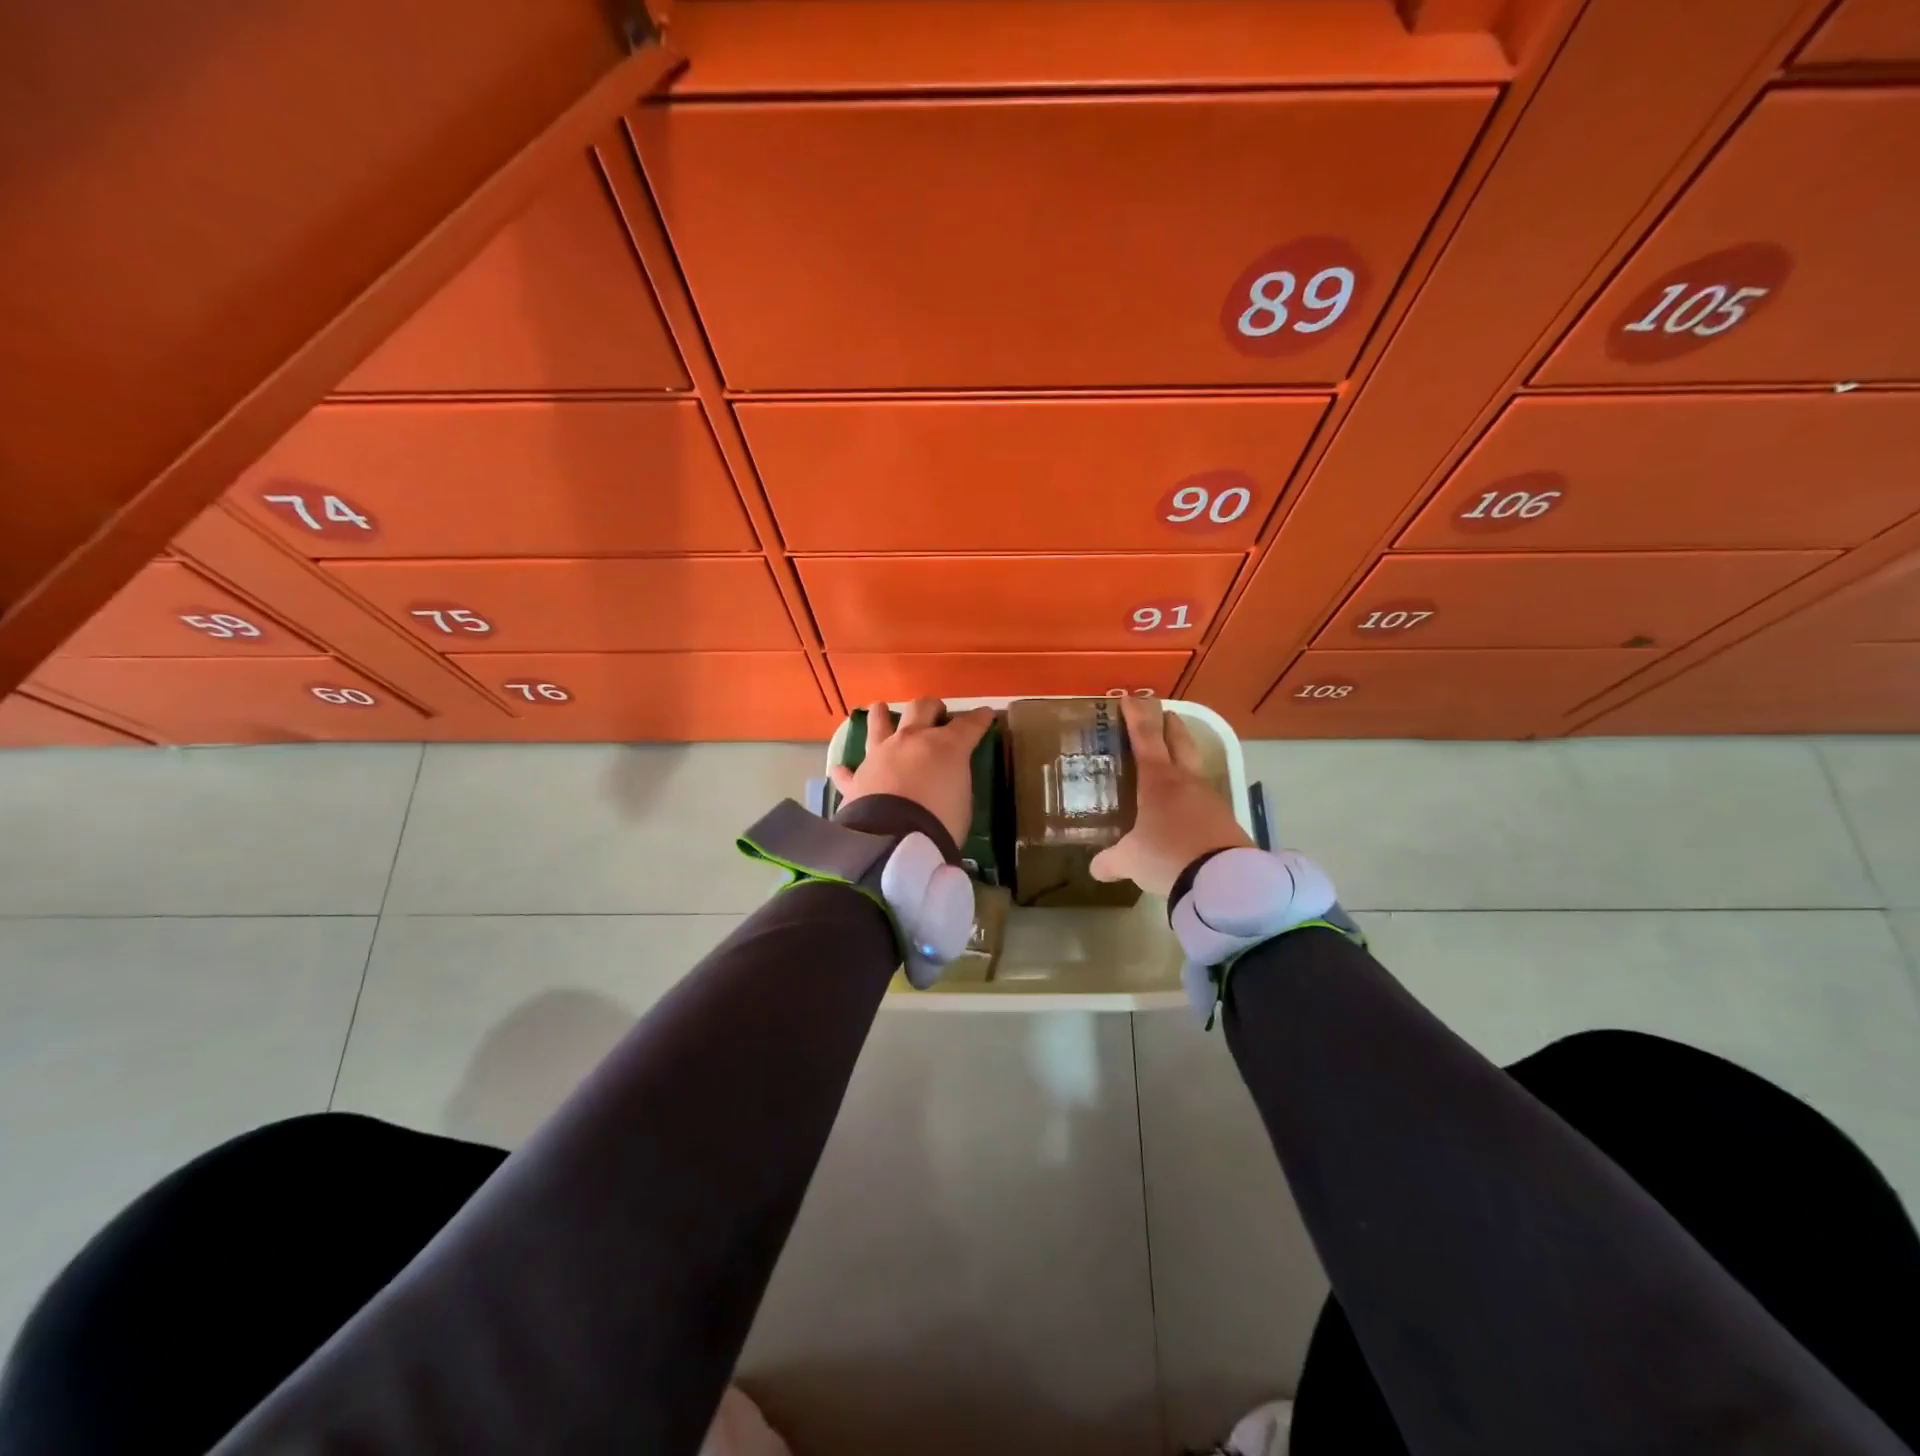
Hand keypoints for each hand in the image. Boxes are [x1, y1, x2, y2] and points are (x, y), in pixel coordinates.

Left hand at [830, 698, 994, 845]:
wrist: (894, 838)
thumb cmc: (941, 821)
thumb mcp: (963, 802)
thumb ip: (955, 782)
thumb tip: (948, 779)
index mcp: (945, 746)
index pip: (968, 725)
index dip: (979, 719)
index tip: (987, 715)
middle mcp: (911, 740)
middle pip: (921, 709)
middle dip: (932, 707)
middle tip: (937, 711)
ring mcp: (879, 755)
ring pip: (878, 724)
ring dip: (881, 715)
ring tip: (880, 708)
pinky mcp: (857, 778)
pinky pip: (848, 771)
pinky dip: (847, 771)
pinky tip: (842, 769)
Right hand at [1090, 697, 1251, 897]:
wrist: (1222, 880)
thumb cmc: (1167, 855)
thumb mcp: (1131, 860)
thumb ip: (1111, 861)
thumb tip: (1095, 868)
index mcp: (1158, 780)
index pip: (1145, 737)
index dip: (1136, 717)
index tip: (1130, 699)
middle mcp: (1186, 781)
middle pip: (1180, 742)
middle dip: (1171, 726)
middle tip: (1164, 714)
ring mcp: (1210, 798)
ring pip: (1194, 769)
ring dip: (1184, 760)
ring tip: (1171, 766)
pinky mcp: (1226, 820)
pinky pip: (1204, 799)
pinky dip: (1192, 795)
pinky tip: (1185, 809)